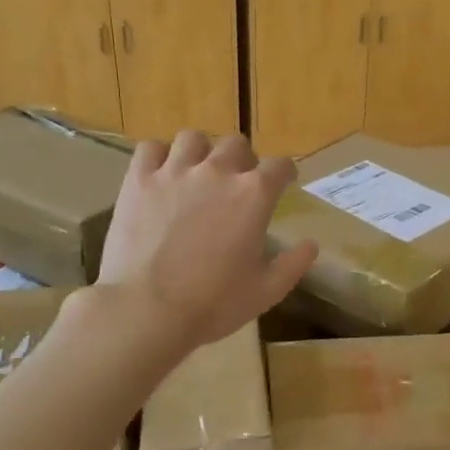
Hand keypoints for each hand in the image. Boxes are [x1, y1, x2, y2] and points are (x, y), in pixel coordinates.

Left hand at [98, 131, 317, 349]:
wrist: (148, 310)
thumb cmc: (214, 304)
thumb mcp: (267, 291)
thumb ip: (293, 264)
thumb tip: (311, 245)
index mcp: (254, 195)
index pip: (280, 166)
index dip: (285, 172)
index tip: (284, 181)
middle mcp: (217, 171)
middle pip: (237, 144)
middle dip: (243, 160)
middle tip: (238, 182)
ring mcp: (174, 172)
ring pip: (193, 139)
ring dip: (202, 152)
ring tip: (198, 172)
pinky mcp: (138, 180)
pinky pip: (150, 148)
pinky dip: (159, 156)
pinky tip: (161, 174)